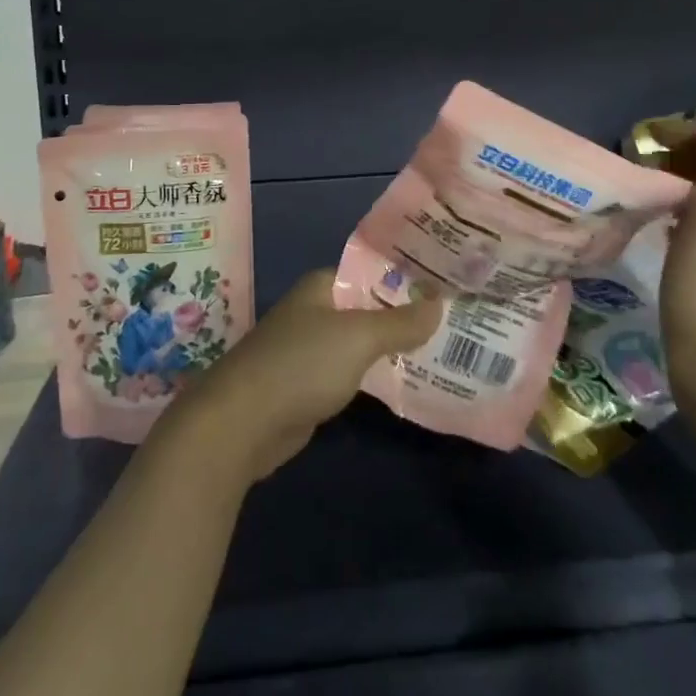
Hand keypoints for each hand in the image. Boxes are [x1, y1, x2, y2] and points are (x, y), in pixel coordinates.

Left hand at [161, 269, 443, 485]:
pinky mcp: (307, 386)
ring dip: (391, 347)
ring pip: (360, 343)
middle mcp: (314, 312)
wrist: (241, 423)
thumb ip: (400, 322)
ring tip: (440, 348)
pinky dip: (374, 376)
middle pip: (367, 307)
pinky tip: (405, 380)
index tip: (446, 286)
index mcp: (321, 287)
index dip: (406, 278)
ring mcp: (309, 350)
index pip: (371, 272)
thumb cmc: (300, 365)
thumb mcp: (358, 338)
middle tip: (453, 319)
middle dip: (404, 315)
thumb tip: (440, 303)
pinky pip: (350, 373)